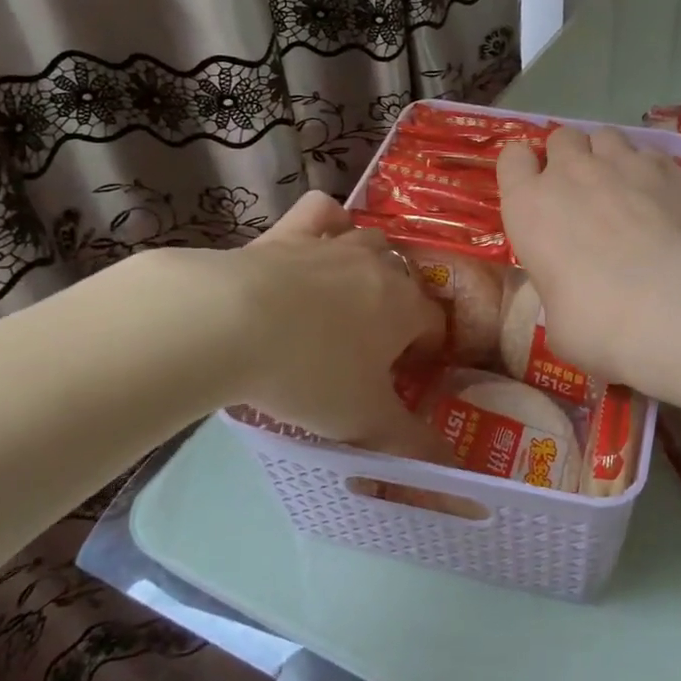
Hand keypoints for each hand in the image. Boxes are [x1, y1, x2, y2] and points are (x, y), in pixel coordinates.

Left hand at [222, 192, 449, 461]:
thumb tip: (452, 470)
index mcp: (405, 307)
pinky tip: (320, 238)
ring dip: (371, 263)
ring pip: (371, 240)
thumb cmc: (310, 374)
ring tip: (349, 295)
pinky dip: (327, 220)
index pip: (435, 324)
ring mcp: (334, 243)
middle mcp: (379, 266)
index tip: (403, 376)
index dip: (425, 351)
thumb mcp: (364, 421)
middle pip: (406, 280)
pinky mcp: (289, 232)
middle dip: (400, 309)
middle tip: (372, 347)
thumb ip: (412, 444)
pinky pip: (321, 211)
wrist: (228, 323)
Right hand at [497, 126, 680, 385]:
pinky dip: (650, 170)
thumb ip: (558, 292)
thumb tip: (573, 298)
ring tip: (624, 186)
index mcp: (529, 206)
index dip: (524, 169)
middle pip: (562, 138)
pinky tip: (663, 198)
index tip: (535, 190)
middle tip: (582, 190)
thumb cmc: (597, 321)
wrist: (671, 302)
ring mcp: (623, 162)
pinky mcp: (669, 167)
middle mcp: (571, 173)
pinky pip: (650, 153)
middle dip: (569, 157)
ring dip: (608, 155)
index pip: (512, 158)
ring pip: (606, 135)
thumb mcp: (557, 322)